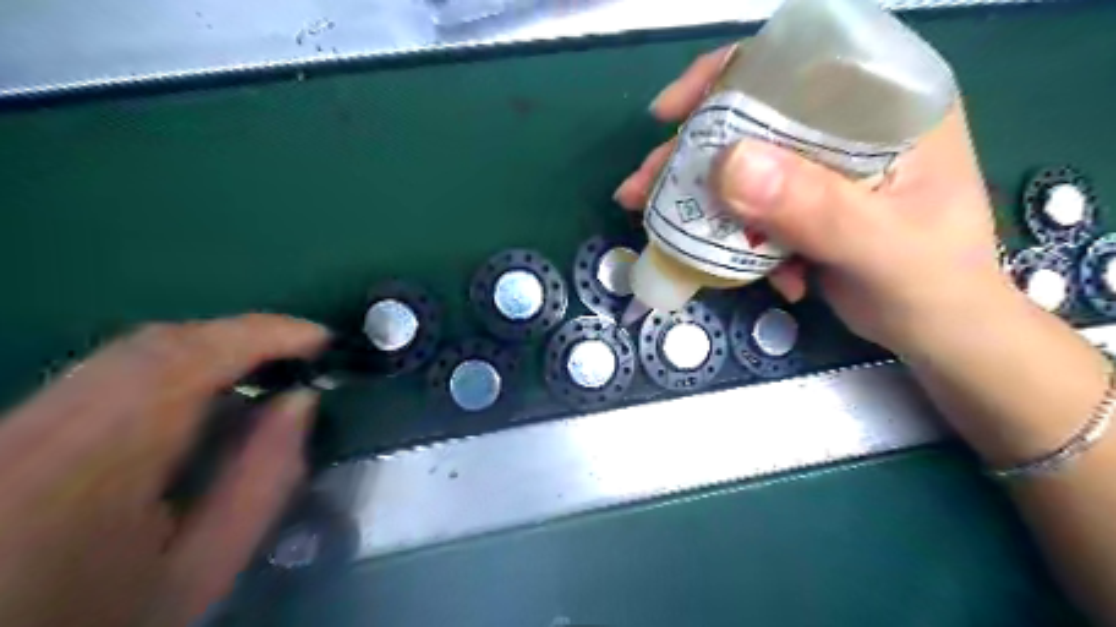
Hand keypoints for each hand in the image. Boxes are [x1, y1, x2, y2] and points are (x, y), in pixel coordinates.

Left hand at [0, 315, 328, 626]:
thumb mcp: (204, 570)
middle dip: (240, 334)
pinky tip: (203, 386)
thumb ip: (263, 480)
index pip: (187, 362)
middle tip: (300, 350)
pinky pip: (105, 368)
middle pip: (154, 343)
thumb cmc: (110, 616)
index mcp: (94, 468)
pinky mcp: (13, 427)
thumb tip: (301, 400)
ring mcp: (16, 424)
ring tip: (263, 364)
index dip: (262, 334)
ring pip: (126, 349)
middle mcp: (42, 430)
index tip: (321, 338)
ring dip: (207, 346)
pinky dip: (169, 362)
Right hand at [615, 46, 1006, 354]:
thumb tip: (727, 165)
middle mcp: (848, 124)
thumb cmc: (931, 284)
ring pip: (741, 164)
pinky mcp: (802, 203)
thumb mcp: (878, 246)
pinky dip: (729, 234)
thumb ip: (813, 206)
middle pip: (752, 116)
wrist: (936, 333)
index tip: (671, 114)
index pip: (796, 62)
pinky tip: (738, 266)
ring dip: (698, 198)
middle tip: (643, 187)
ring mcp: (820, 166)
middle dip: (691, 154)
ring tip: (658, 226)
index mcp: (885, 104)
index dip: (725, 77)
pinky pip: (747, 205)